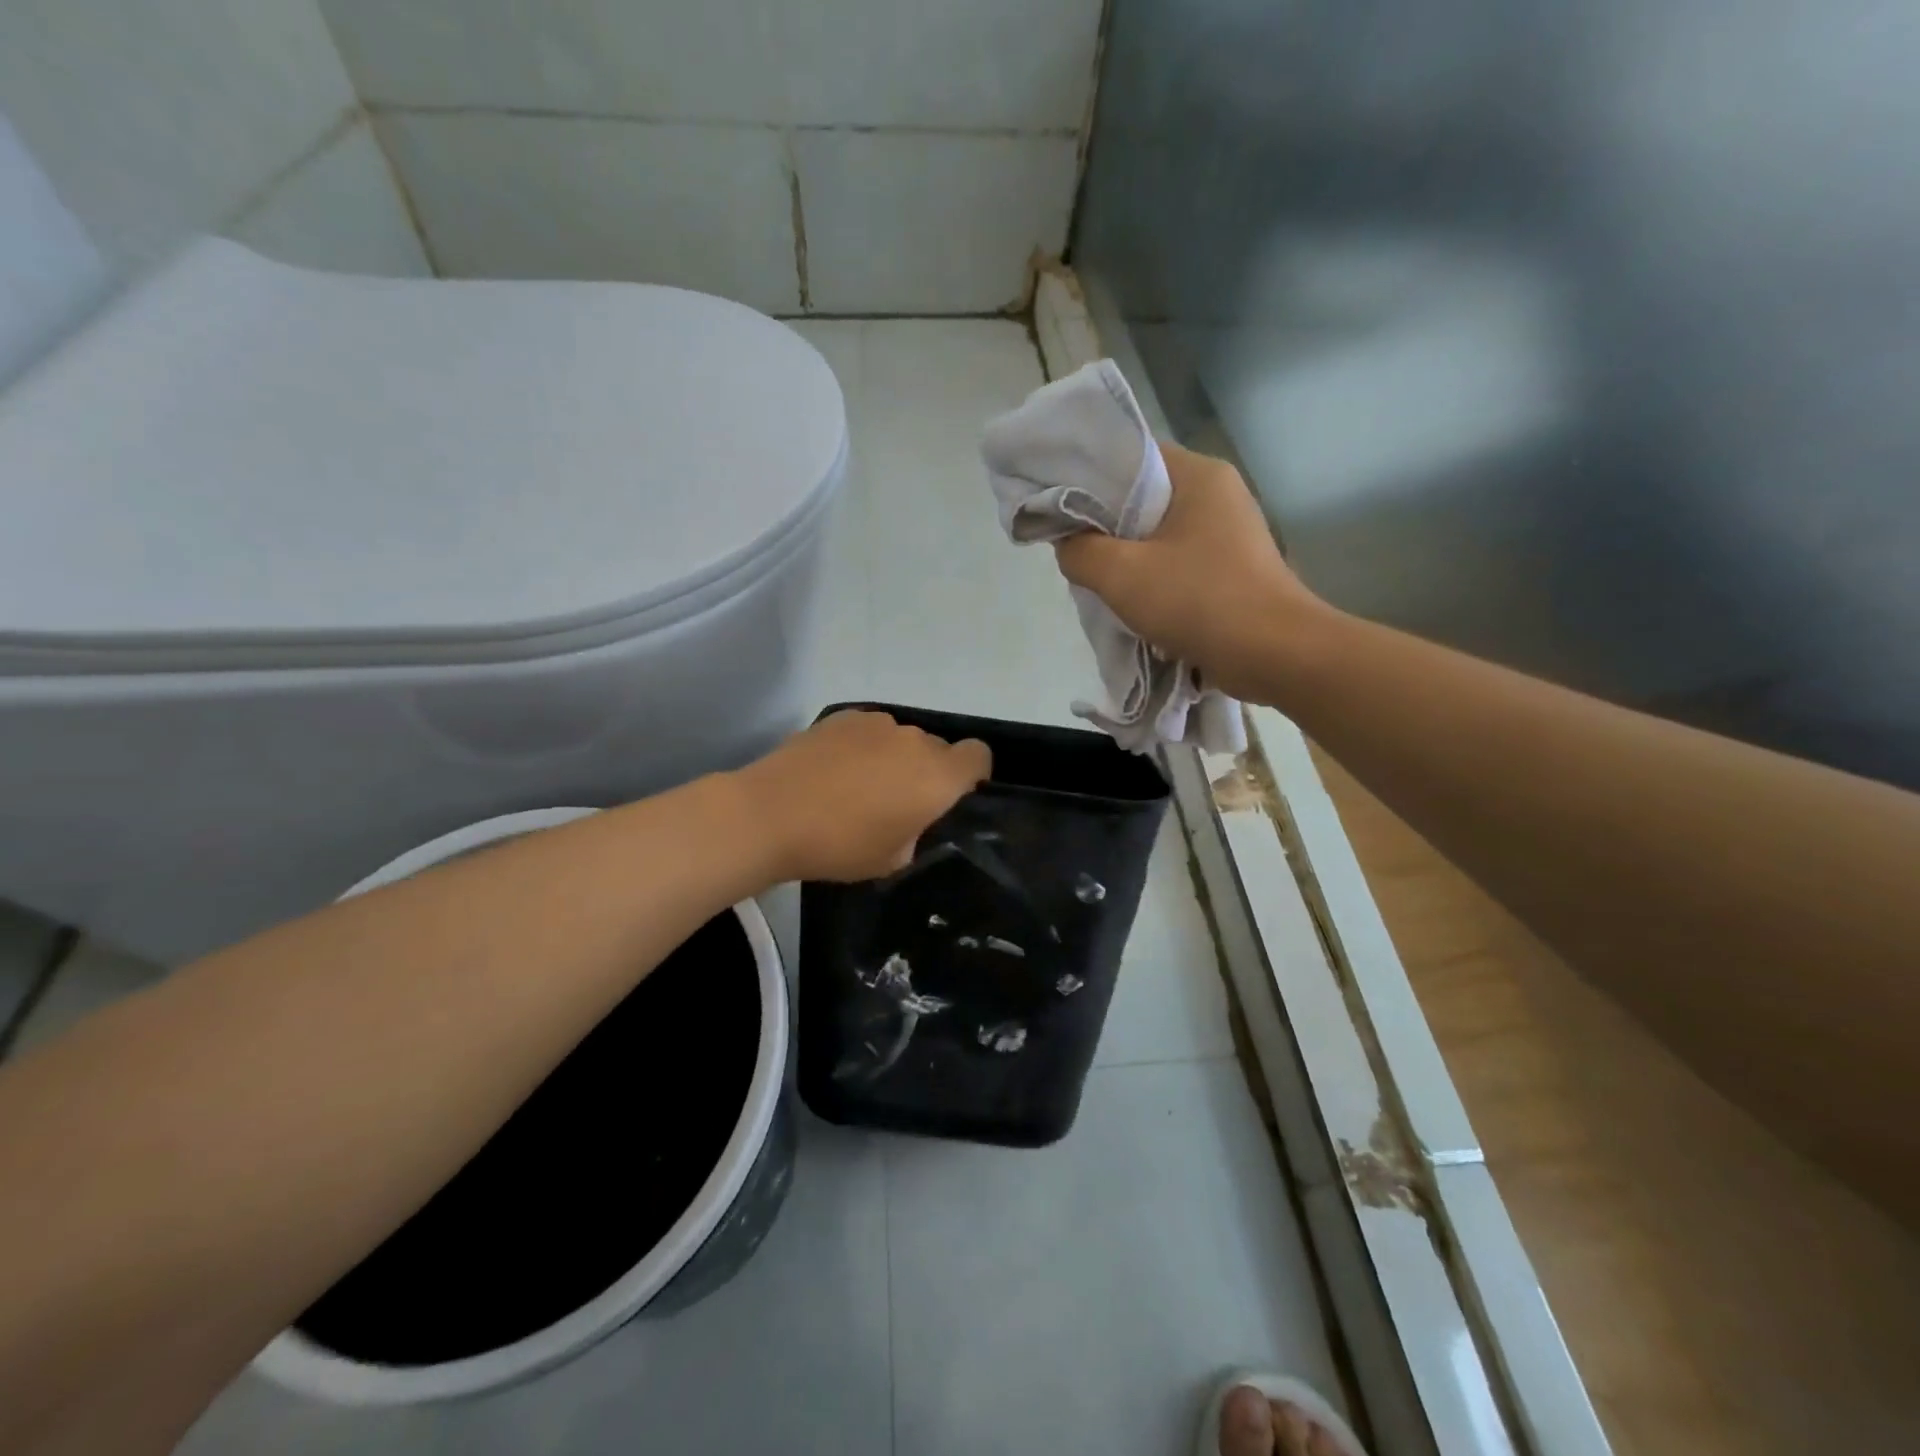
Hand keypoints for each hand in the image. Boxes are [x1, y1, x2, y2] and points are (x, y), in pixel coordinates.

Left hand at [734, 711, 991, 883]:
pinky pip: (870, 731)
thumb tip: (910, 817)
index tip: (952, 796)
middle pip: (938, 748)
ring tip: (858, 785)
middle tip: (897, 802)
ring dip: (894, 757)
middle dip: (928, 771)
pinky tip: (834, 770)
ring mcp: (877, 723)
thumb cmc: (839, 846)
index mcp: (937, 777)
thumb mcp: (892, 859)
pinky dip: (863, 746)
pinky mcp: (843, 716)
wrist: (770, 814)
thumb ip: (916, 832)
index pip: (979, 756)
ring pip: (902, 739)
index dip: (973, 774)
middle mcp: (915, 741)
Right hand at [1053, 442, 1327, 700]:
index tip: (1059, 506)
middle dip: (1105, 525)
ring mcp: (1228, 533)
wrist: (1274, 654)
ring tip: (1097, 580)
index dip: (1090, 477)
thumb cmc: (1199, 600)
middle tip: (1074, 549)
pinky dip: (1152, 578)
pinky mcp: (1231, 569)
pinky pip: (1177, 563)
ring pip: (1158, 535)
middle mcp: (1217, 494)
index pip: (1131, 456)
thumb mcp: (1122, 574)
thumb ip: (1080, 552)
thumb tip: (1067, 544)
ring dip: (1127, 557)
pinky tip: (1131, 603)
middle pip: (1143, 498)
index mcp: (1198, 475)